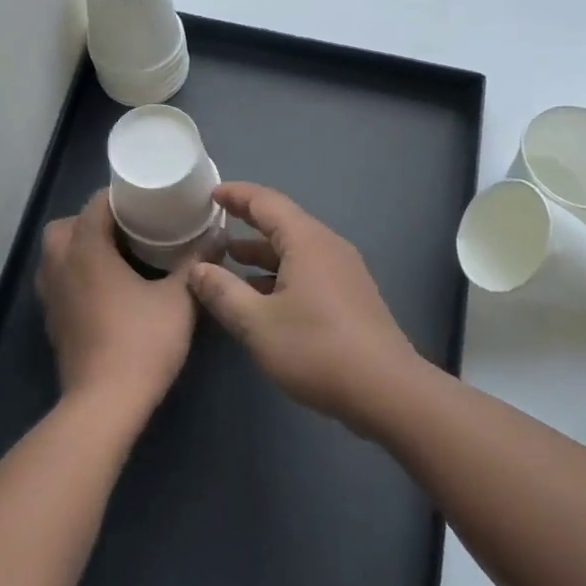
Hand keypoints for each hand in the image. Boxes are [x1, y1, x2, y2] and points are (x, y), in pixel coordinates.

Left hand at [35, 190, 198, 420]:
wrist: (104, 403)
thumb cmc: (141, 342)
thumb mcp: (179, 299)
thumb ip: (196, 262)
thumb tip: (217, 234)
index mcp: (87, 249)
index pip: (95, 205)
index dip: (118, 197)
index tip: (144, 201)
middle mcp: (61, 265)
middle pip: (65, 225)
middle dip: (91, 221)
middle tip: (125, 230)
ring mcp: (51, 295)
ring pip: (54, 254)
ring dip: (77, 247)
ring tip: (113, 257)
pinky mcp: (52, 321)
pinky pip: (56, 281)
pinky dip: (74, 275)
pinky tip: (103, 291)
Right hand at [187, 183, 419, 431]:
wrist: (387, 391)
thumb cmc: (317, 349)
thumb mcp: (257, 323)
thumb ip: (223, 292)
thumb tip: (198, 269)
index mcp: (306, 241)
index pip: (266, 202)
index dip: (236, 194)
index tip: (211, 194)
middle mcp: (328, 246)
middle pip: (282, 223)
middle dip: (247, 222)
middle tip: (214, 225)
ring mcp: (344, 271)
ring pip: (295, 250)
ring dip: (262, 253)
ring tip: (229, 261)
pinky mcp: (351, 296)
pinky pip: (308, 270)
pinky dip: (280, 273)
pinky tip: (261, 297)